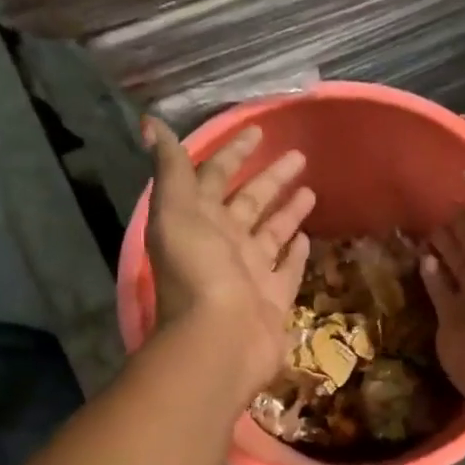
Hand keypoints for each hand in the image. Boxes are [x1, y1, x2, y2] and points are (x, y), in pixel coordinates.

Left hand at [142, 117, 313, 394]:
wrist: (221, 340)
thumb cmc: (199, 274)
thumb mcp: (177, 213)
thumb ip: (171, 170)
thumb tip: (153, 124)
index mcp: (199, 221)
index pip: (216, 177)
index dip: (234, 153)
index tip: (258, 131)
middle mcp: (224, 243)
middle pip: (250, 202)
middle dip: (271, 178)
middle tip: (299, 156)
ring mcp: (251, 271)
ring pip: (272, 232)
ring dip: (288, 211)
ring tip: (311, 190)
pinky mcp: (274, 297)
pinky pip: (287, 269)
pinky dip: (296, 254)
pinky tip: (308, 238)